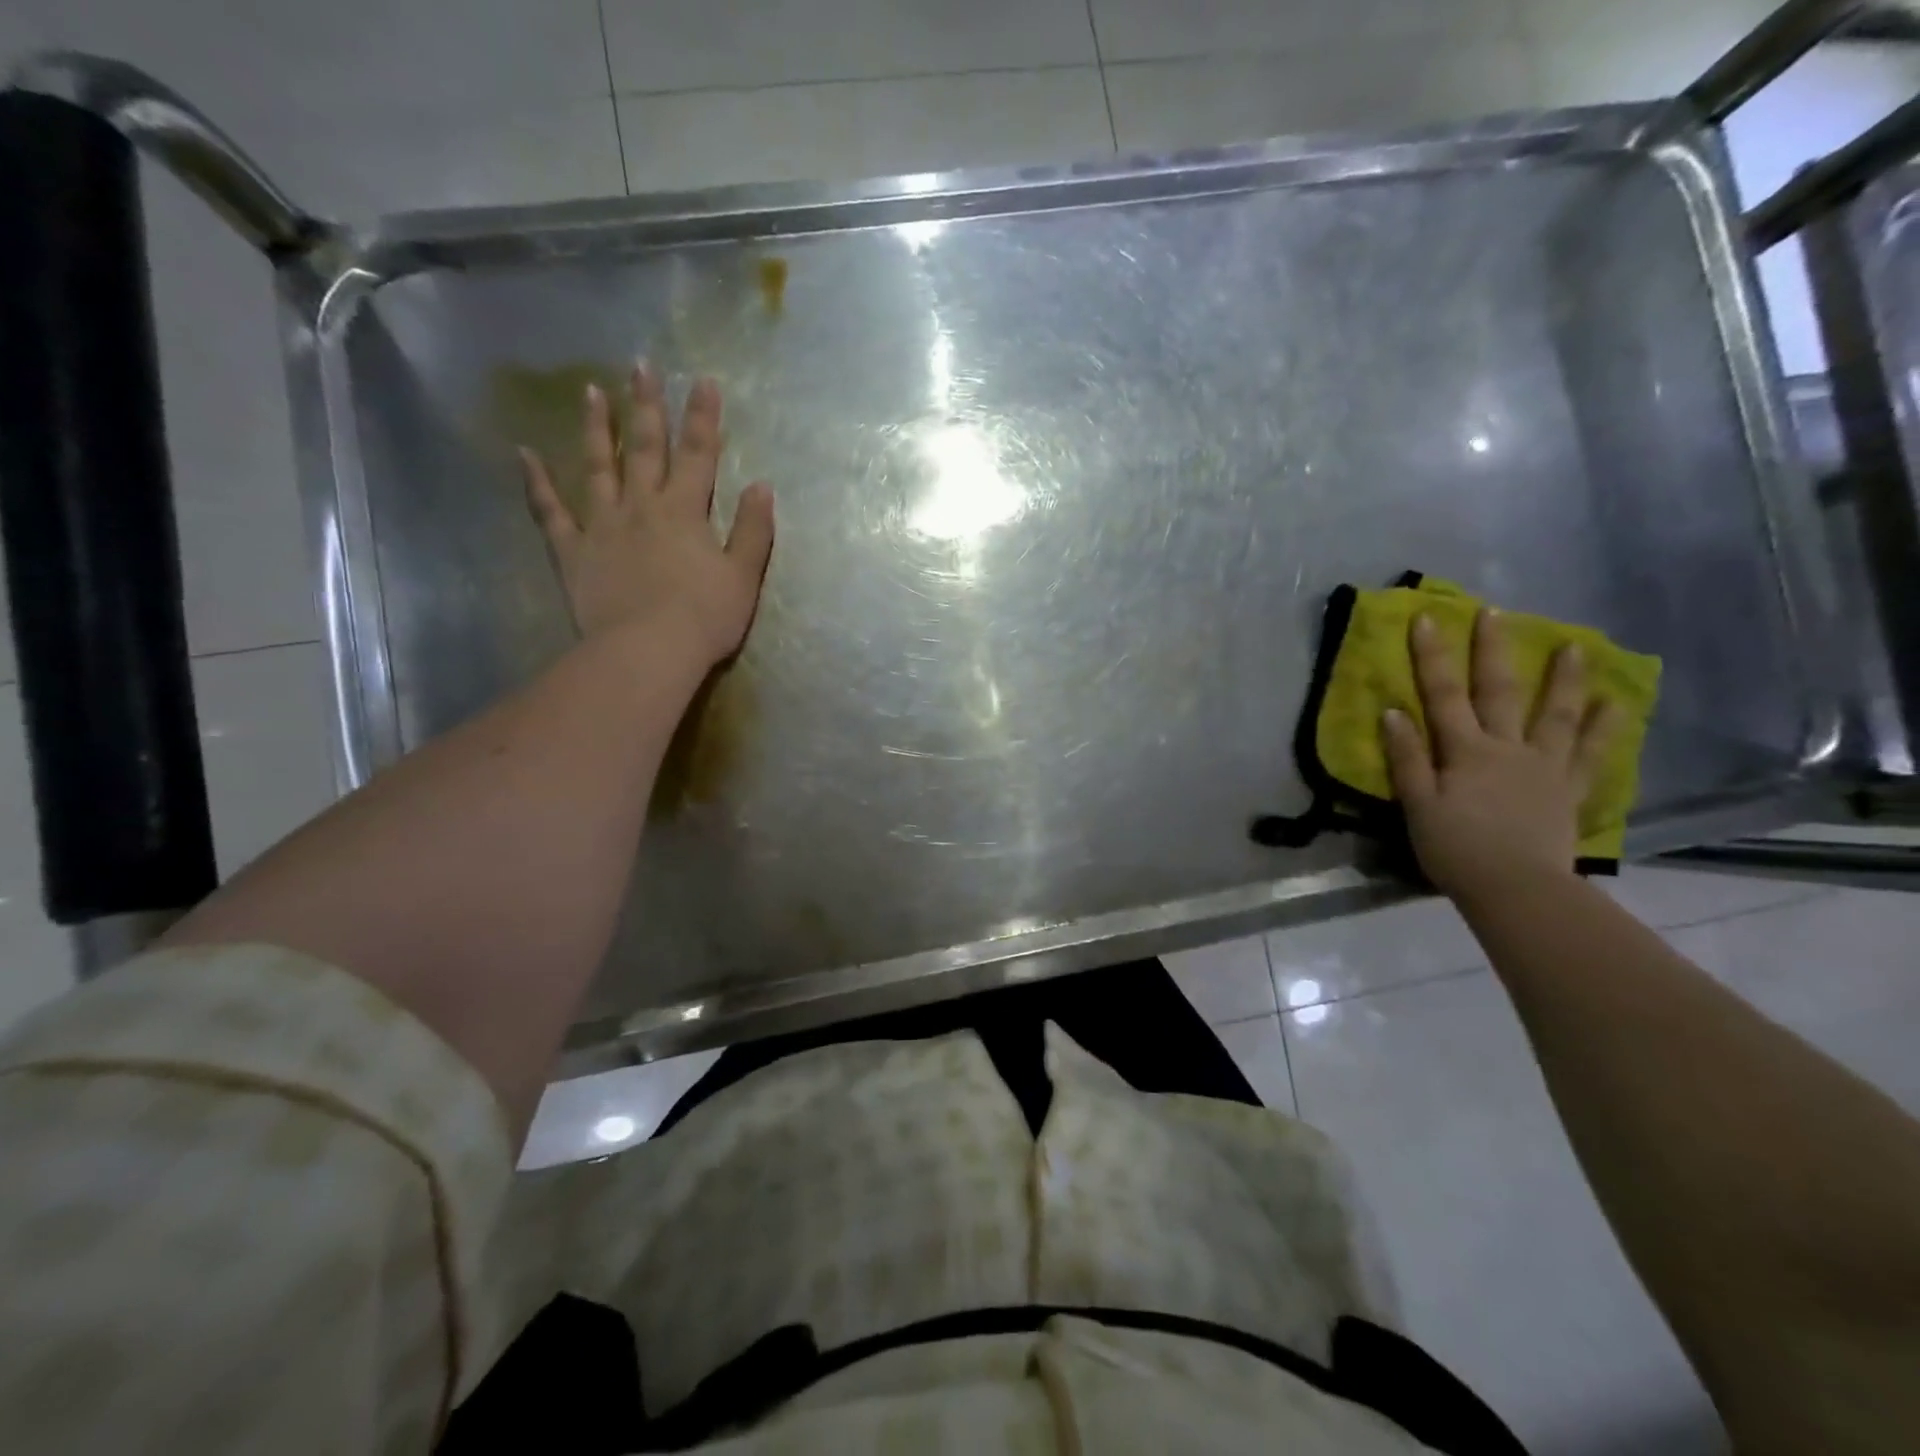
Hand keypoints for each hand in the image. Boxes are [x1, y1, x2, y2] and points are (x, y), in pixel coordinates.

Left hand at [519, 365, 774, 666]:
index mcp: (686, 512)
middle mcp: (642, 506)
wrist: (649, 651)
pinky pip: (550, 513)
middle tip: (640, 366)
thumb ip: (752, 530)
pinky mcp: (573, 552)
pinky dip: (536, 484)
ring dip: (595, 428)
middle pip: (645, 448)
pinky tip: (524, 455)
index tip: (704, 381)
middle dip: (647, 406)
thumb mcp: (743, 576)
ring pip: (597, 467)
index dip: (703, 418)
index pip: (699, 455)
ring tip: (591, 391)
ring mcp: (602, 526)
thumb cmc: (705, 617)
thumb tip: (761, 486)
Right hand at [1381, 608, 1618, 902]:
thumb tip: (1392, 712)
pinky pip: (1590, 754)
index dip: (1432, 656)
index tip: (1428, 618)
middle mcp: (1507, 748)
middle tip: (1497, 612)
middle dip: (1493, 650)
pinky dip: (1603, 728)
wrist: (1517, 889)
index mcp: (1465, 751)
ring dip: (1564, 679)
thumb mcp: (1417, 805)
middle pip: (1499, 692)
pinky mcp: (1567, 790)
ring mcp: (1544, 767)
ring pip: (1555, 714)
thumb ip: (1407, 758)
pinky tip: (1616, 705)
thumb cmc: (1455, 849)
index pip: (1443, 694)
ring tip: (1576, 646)